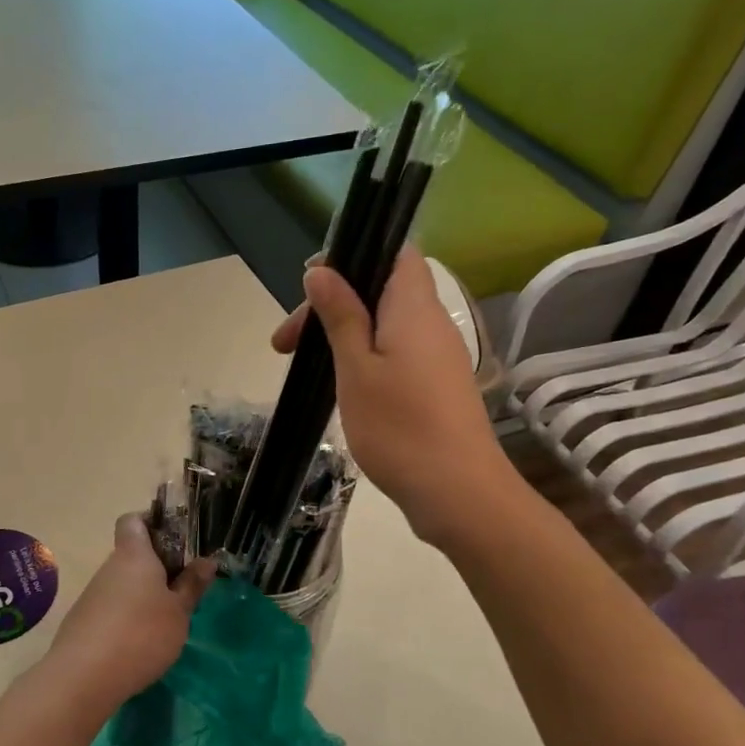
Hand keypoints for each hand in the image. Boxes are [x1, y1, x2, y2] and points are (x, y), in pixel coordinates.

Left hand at [44, 514, 214, 713]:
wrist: (83, 677)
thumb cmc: (141, 634)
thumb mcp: (179, 613)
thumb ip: (192, 585)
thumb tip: (207, 560)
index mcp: (134, 555)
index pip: (133, 520)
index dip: (152, 522)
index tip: (175, 540)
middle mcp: (109, 567)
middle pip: (132, 555)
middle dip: (157, 567)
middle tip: (183, 588)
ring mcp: (93, 594)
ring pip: (122, 584)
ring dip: (143, 595)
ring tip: (166, 621)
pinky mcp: (83, 621)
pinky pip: (111, 608)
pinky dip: (126, 618)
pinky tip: (140, 643)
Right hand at [273, 247, 511, 546]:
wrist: (457, 492)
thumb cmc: (399, 427)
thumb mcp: (356, 368)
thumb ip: (340, 315)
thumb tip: (320, 271)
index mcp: (414, 307)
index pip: (396, 253)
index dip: (354, 256)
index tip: (311, 284)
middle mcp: (431, 323)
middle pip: (380, 291)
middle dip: (331, 305)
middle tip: (286, 344)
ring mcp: (437, 356)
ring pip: (384, 324)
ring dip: (343, 334)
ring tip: (304, 365)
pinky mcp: (435, 385)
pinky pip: (395, 352)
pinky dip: (362, 357)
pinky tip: (339, 384)